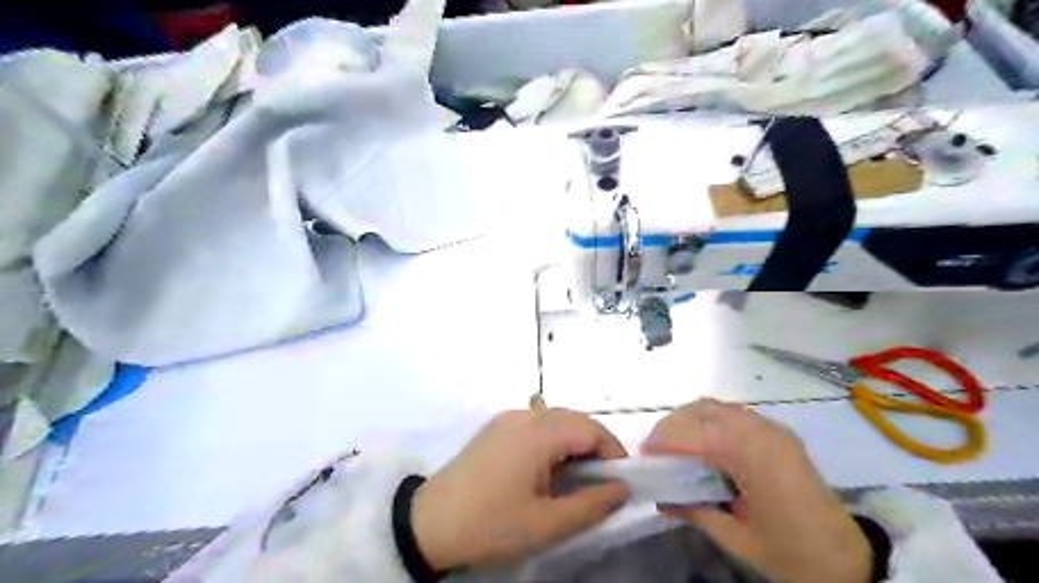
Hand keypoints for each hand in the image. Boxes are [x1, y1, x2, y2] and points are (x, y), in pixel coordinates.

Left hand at [410, 410, 628, 568]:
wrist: (429, 524)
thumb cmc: (491, 525)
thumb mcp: (546, 524)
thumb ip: (591, 504)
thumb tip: (622, 488)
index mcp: (539, 433)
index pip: (591, 428)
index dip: (613, 451)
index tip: (622, 480)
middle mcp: (525, 416)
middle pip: (574, 419)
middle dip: (596, 444)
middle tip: (602, 481)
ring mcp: (507, 418)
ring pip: (556, 419)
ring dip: (574, 441)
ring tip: (577, 477)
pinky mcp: (496, 427)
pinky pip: (536, 423)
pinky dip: (553, 439)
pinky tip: (549, 466)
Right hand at [648, 399, 870, 582]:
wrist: (849, 559)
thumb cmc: (792, 554)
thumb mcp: (737, 539)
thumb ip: (695, 511)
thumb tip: (659, 499)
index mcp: (753, 457)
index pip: (695, 434)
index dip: (664, 440)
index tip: (643, 454)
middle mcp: (762, 431)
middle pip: (702, 409)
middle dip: (672, 424)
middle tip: (656, 450)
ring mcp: (772, 428)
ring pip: (716, 407)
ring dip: (689, 420)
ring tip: (674, 446)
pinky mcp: (777, 432)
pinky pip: (732, 414)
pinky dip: (709, 421)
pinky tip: (702, 445)